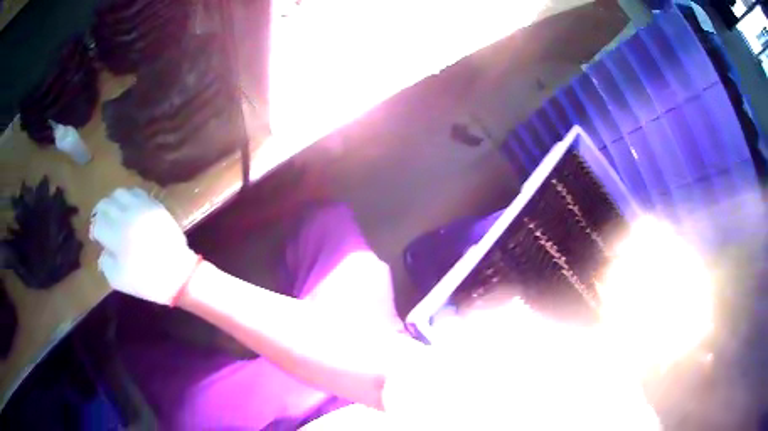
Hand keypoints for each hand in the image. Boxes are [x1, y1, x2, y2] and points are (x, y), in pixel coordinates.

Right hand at [90, 187, 198, 304]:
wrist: (178, 273)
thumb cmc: (146, 280)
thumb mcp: (118, 279)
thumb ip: (105, 262)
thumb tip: (102, 250)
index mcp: (116, 234)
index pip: (98, 222)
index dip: (95, 230)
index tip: (96, 237)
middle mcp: (127, 215)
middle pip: (106, 204)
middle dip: (100, 214)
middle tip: (102, 223)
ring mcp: (142, 207)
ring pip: (120, 193)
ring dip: (113, 202)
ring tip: (114, 214)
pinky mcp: (154, 205)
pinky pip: (137, 192)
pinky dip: (128, 198)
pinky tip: (128, 209)